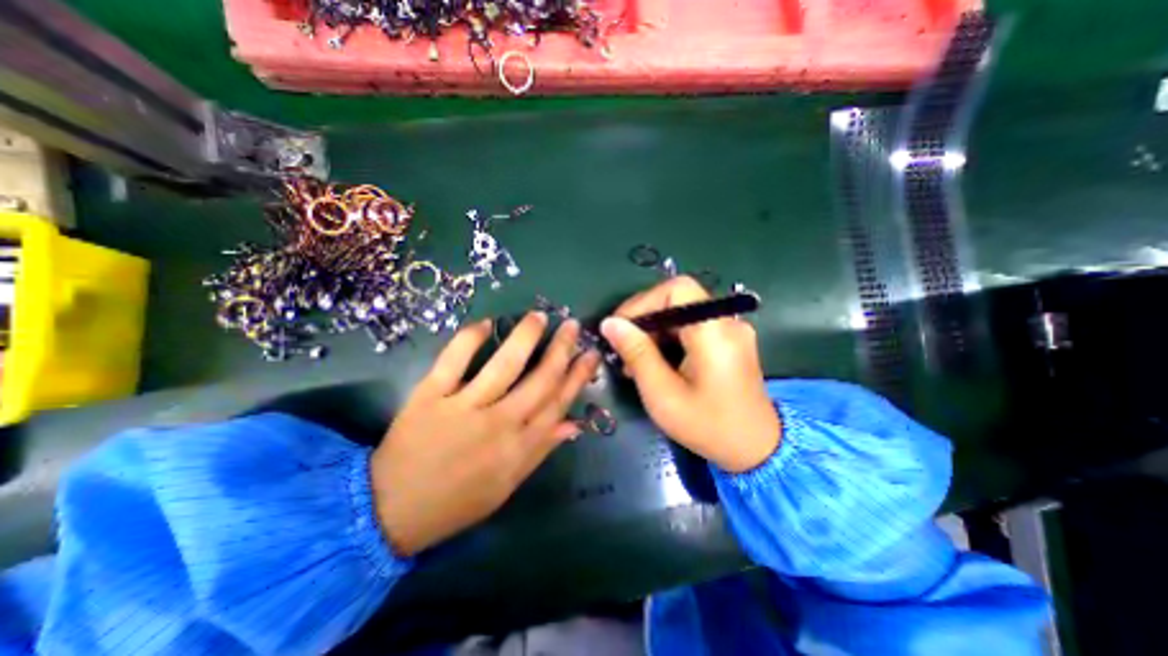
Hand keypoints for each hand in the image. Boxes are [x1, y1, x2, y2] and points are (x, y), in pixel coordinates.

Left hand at [369, 313, 602, 553]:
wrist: (391, 511)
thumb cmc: (457, 501)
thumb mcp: (508, 485)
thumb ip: (541, 450)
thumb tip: (573, 424)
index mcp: (519, 448)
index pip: (558, 403)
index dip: (578, 376)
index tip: (590, 354)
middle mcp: (498, 424)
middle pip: (540, 379)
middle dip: (561, 349)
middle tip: (572, 325)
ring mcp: (463, 407)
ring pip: (504, 365)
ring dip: (525, 336)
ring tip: (539, 316)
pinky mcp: (430, 396)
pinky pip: (453, 360)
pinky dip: (470, 338)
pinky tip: (486, 322)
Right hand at [598, 277, 777, 471]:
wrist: (757, 450)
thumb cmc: (708, 426)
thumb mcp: (663, 394)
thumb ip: (636, 353)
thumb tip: (609, 323)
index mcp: (715, 332)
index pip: (677, 288)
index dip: (644, 301)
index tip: (620, 328)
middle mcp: (727, 322)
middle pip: (677, 300)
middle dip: (644, 321)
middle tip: (623, 351)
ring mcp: (731, 330)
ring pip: (681, 313)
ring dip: (654, 332)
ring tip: (635, 362)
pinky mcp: (729, 340)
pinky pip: (691, 327)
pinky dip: (669, 339)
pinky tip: (655, 363)